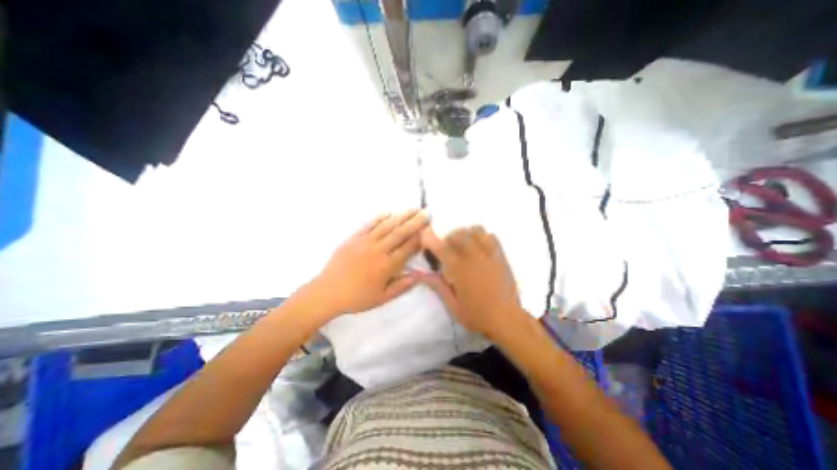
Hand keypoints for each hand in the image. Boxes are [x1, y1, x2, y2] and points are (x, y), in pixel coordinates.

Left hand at [316, 211, 430, 317]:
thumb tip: (418, 276)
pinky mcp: (353, 238)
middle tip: (425, 212)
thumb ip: (401, 286)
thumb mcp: (382, 298)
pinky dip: (379, 217)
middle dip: (414, 222)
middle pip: (400, 233)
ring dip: (401, 216)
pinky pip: (368, 225)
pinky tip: (388, 212)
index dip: (419, 237)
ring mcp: (365, 242)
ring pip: (386, 226)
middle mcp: (378, 250)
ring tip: (412, 208)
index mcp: (387, 265)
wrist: (327, 292)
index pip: (407, 248)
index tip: (428, 228)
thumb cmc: (357, 297)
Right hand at [415, 225, 523, 338]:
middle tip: (447, 250)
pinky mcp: (501, 256)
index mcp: (460, 271)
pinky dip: (482, 237)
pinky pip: (491, 236)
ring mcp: (490, 255)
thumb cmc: (477, 316)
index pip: (441, 248)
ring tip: (463, 247)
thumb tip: (419, 274)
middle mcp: (474, 258)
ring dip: (465, 234)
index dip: (430, 240)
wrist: (507, 320)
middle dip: (448, 238)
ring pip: (475, 230)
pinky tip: (479, 248)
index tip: (424, 238)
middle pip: (458, 234)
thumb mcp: (452, 305)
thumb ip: (437, 285)